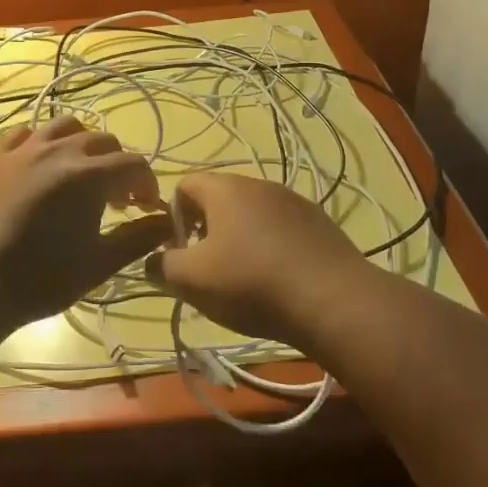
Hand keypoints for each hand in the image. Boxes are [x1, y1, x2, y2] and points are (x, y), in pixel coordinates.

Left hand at [0, 116, 170, 326]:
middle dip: (118, 165)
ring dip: (83, 143)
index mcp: (89, 174)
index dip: (147, 185)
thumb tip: (168, 222)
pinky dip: (41, 141)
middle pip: (103, 141)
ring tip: (81, 172)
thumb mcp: (99, 264)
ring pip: (65, 125)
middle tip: (117, 199)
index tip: (145, 209)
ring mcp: (24, 148)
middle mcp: (59, 150)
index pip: (133, 164)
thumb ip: (137, 238)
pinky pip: (25, 132)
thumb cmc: (41, 279)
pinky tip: (41, 164)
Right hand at [147, 172, 369, 348]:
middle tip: (207, 269)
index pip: (184, 184)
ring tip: (243, 279)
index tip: (179, 251)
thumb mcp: (192, 280)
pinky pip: (282, 229)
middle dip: (205, 230)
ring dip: (239, 239)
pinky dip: (270, 248)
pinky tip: (277, 281)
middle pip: (219, 199)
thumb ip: (161, 266)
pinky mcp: (320, 224)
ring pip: (252, 214)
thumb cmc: (252, 284)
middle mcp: (260, 184)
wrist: (335, 302)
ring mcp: (295, 202)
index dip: (172, 216)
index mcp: (226, 188)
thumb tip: (152, 261)